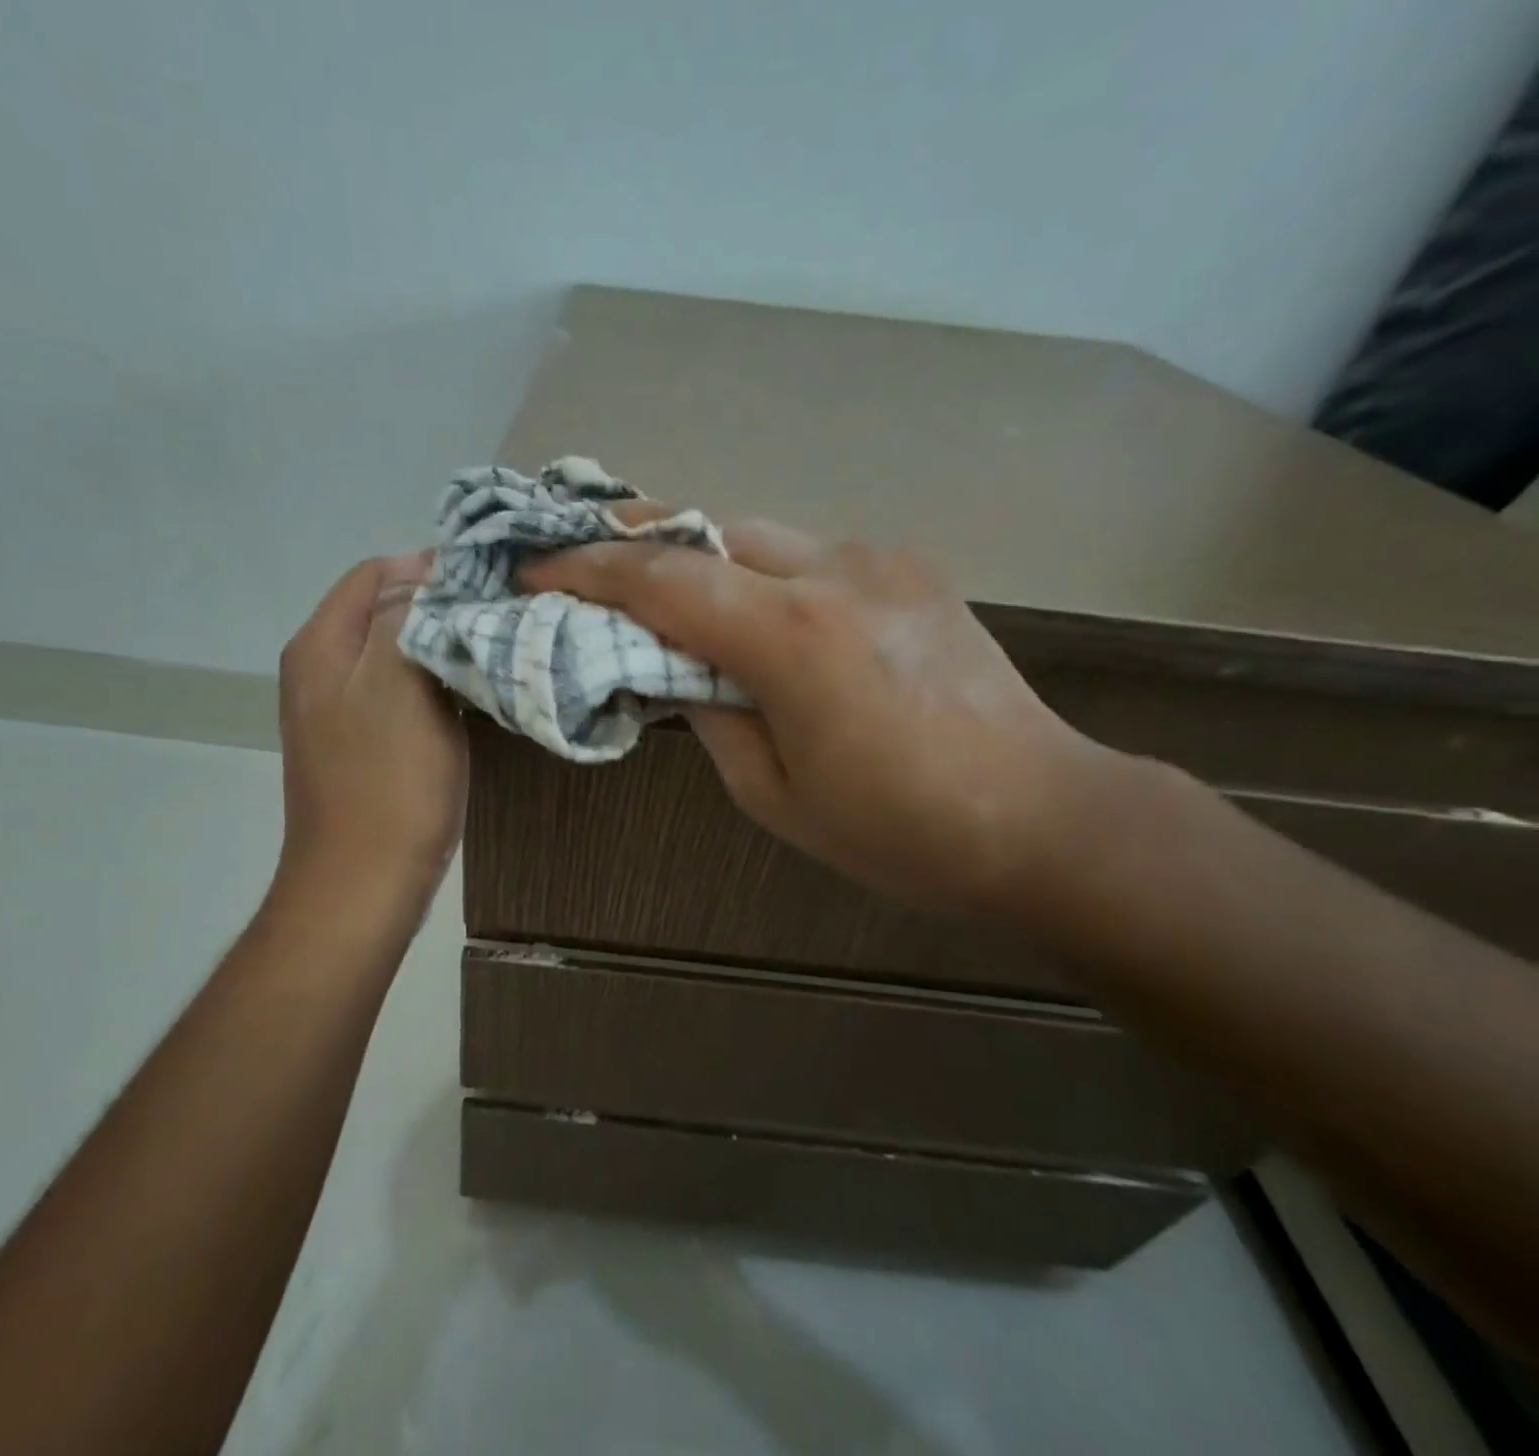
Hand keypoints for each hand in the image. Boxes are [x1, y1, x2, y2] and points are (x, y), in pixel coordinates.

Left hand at [277, 554, 467, 909]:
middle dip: (440, 608)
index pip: (376, 573)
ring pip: (396, 654)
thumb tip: (424, 575)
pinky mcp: (361, 745)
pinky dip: (435, 686)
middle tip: (498, 620)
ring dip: (442, 648)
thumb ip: (406, 617)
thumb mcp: (398, 684)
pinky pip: (400, 694)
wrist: (363, 884)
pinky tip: (470, 697)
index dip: (432, 570)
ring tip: (493, 653)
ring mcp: (338, 710)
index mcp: (321, 644)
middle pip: (385, 612)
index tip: (488, 586)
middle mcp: (320, 669)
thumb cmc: (388, 783)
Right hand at [521, 519, 1101, 910]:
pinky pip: (805, 554)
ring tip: (658, 589)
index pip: (663, 579)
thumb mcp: (774, 795)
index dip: (588, 570)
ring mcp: (880, 560)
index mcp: (792, 637)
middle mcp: (834, 572)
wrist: (1045, 817)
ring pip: (757, 534)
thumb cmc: (899, 830)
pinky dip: (755, 570)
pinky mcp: (909, 568)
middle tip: (584, 565)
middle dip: (636, 542)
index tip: (536, 571)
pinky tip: (749, 608)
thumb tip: (679, 669)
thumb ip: (710, 715)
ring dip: (697, 556)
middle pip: (707, 532)